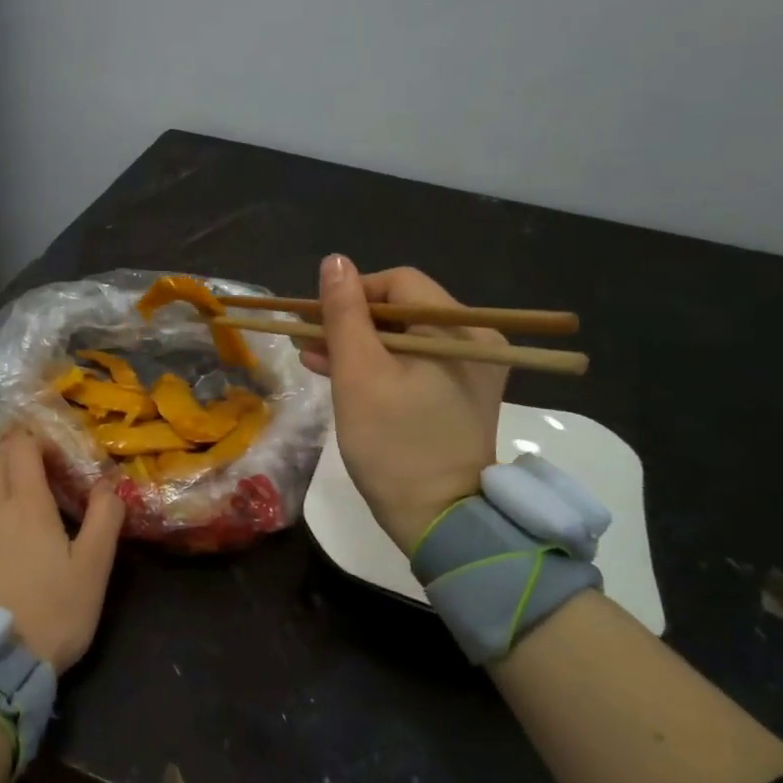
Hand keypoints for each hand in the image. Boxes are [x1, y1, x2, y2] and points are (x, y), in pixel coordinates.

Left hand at [0, 432, 125, 672]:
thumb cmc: (54, 612)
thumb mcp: (94, 567)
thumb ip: (104, 518)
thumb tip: (108, 485)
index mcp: (25, 505)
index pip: (20, 448)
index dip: (37, 440)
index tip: (57, 454)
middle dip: (16, 454)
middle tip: (42, 470)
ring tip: (20, 499)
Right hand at [301, 256, 508, 550]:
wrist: (439, 521)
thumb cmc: (394, 444)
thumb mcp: (358, 374)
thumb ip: (344, 314)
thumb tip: (334, 261)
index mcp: (459, 329)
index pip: (398, 284)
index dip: (352, 293)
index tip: (316, 319)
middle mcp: (475, 340)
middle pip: (401, 310)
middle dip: (350, 321)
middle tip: (307, 339)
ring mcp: (469, 370)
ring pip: (402, 338)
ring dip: (358, 344)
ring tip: (313, 356)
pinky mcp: (458, 395)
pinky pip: (413, 363)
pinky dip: (378, 365)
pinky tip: (339, 373)